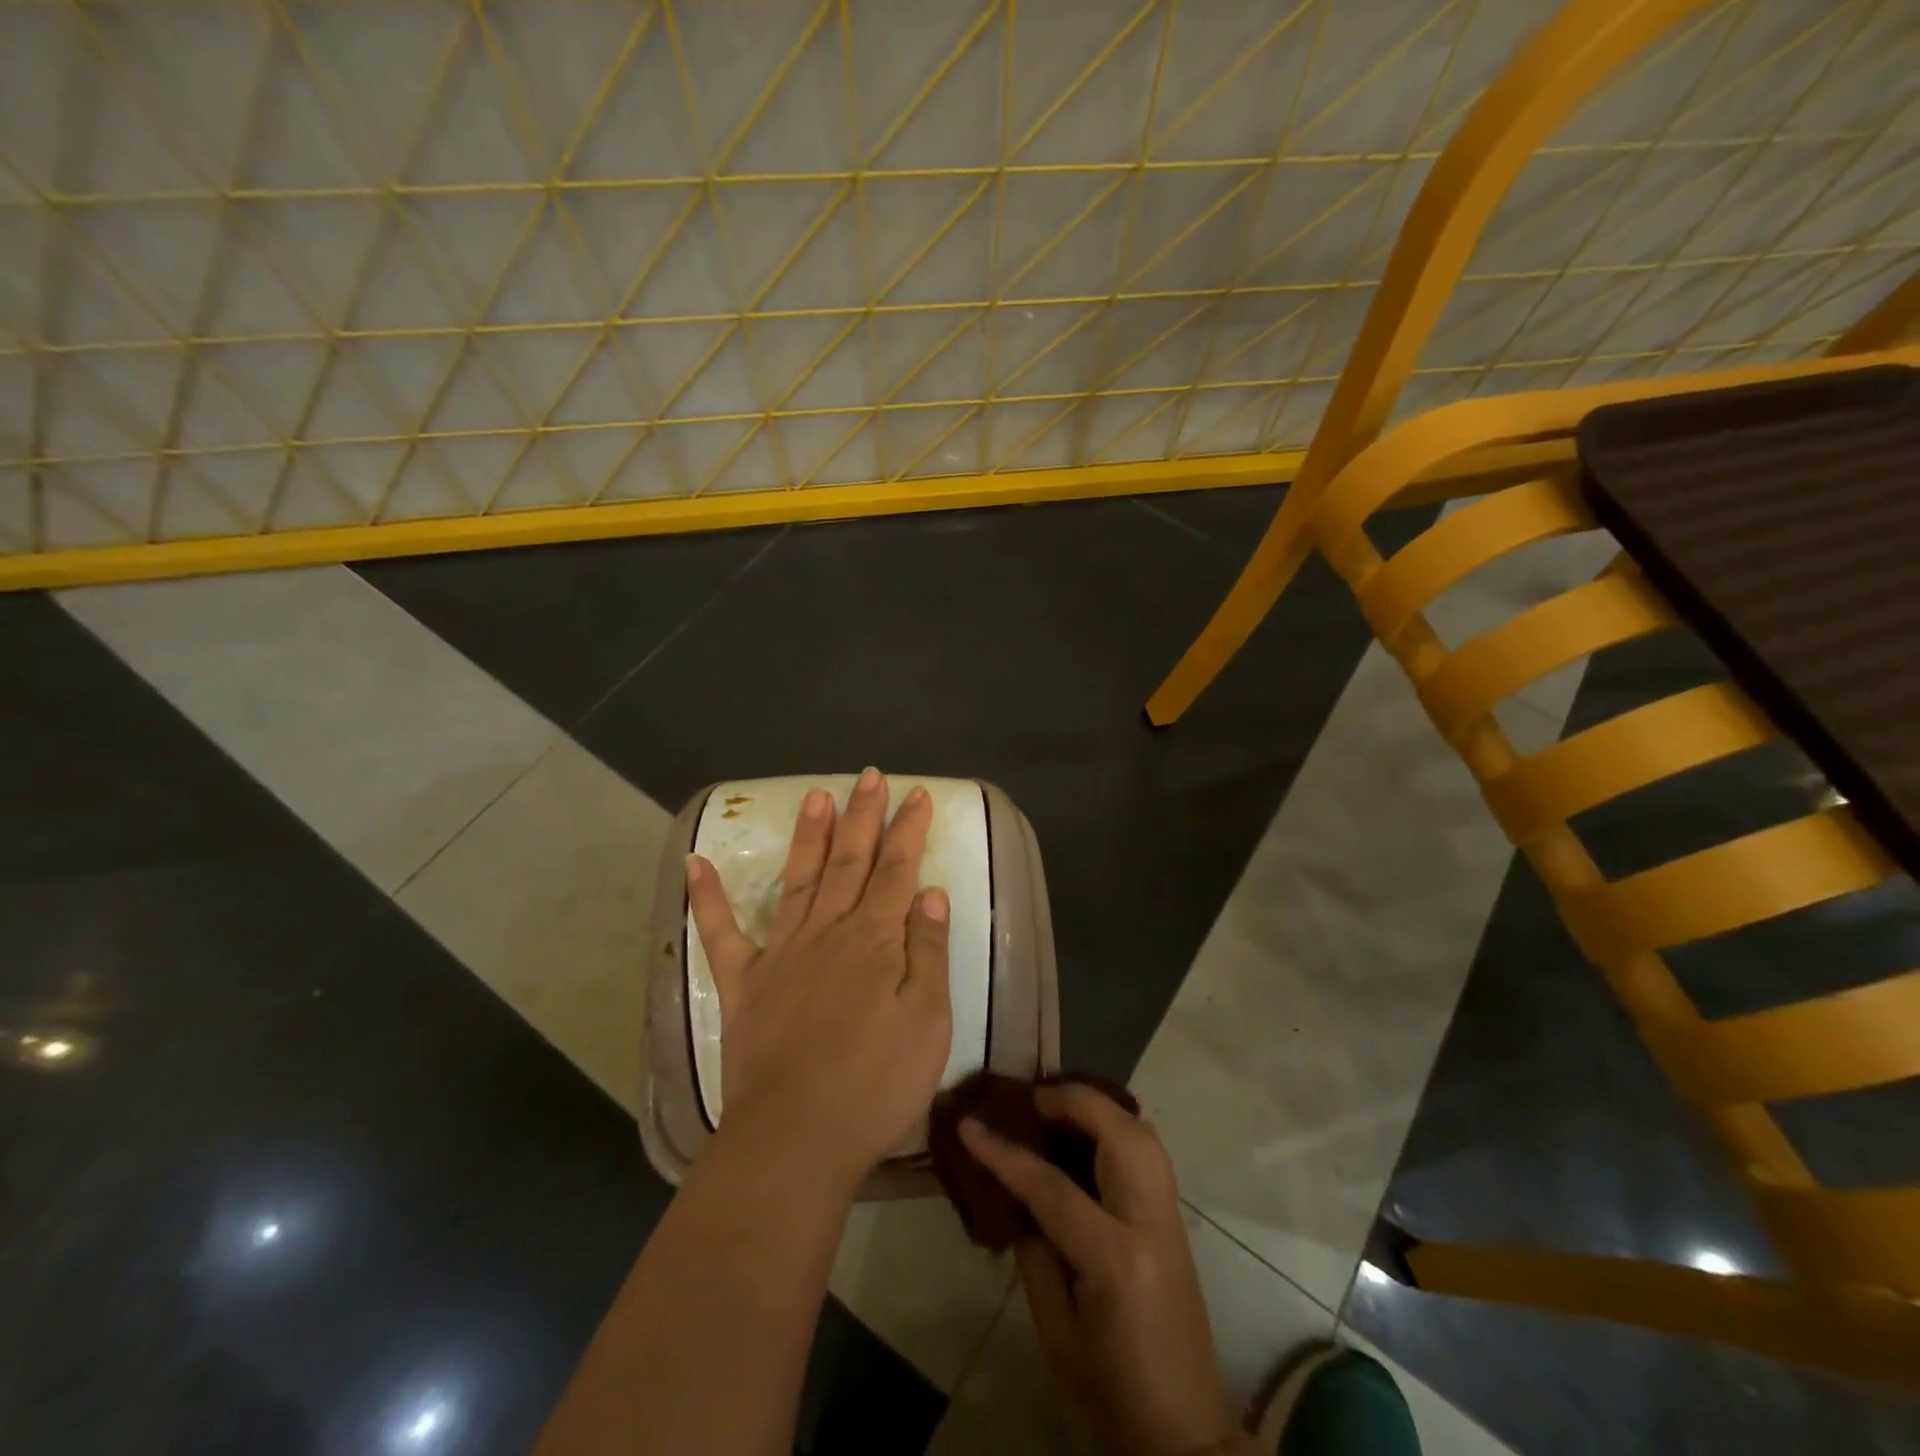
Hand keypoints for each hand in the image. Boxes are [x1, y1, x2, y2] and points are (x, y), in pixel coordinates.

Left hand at [688, 768, 952, 1188]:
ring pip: (798, 880)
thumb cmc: (875, 1083)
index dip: (908, 829)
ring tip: (815, 793)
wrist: (796, 1139)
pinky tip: (693, 863)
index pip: (897, 869)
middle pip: (849, 861)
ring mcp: (780, 954)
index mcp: (874, 939)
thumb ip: (928, 952)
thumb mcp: (928, 1021)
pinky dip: (706, 897)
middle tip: (868, 775)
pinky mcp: (743, 984)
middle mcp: (826, 932)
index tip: (915, 793)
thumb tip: (930, 893)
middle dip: (862, 815)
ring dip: (808, 835)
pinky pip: (721, 933)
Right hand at [960, 1084, 1241, 1455]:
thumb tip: (1020, 1198)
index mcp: (1115, 1258)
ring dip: (1100, 1107)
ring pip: (1142, 1131)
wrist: (1185, 1431)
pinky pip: (1149, 1149)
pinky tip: (1092, 1130)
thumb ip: (1035, 1256)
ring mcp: (1172, 1215)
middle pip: (1118, 1133)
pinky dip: (1118, 1126)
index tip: (968, 1123)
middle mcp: (1150, 1221)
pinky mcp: (1177, 1218)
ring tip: (1058, 1105)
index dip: (1004, 1152)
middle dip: (1073, 1100)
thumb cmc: (1112, 1389)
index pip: (1051, 1186)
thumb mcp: (1057, 1333)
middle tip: (1031, 1098)